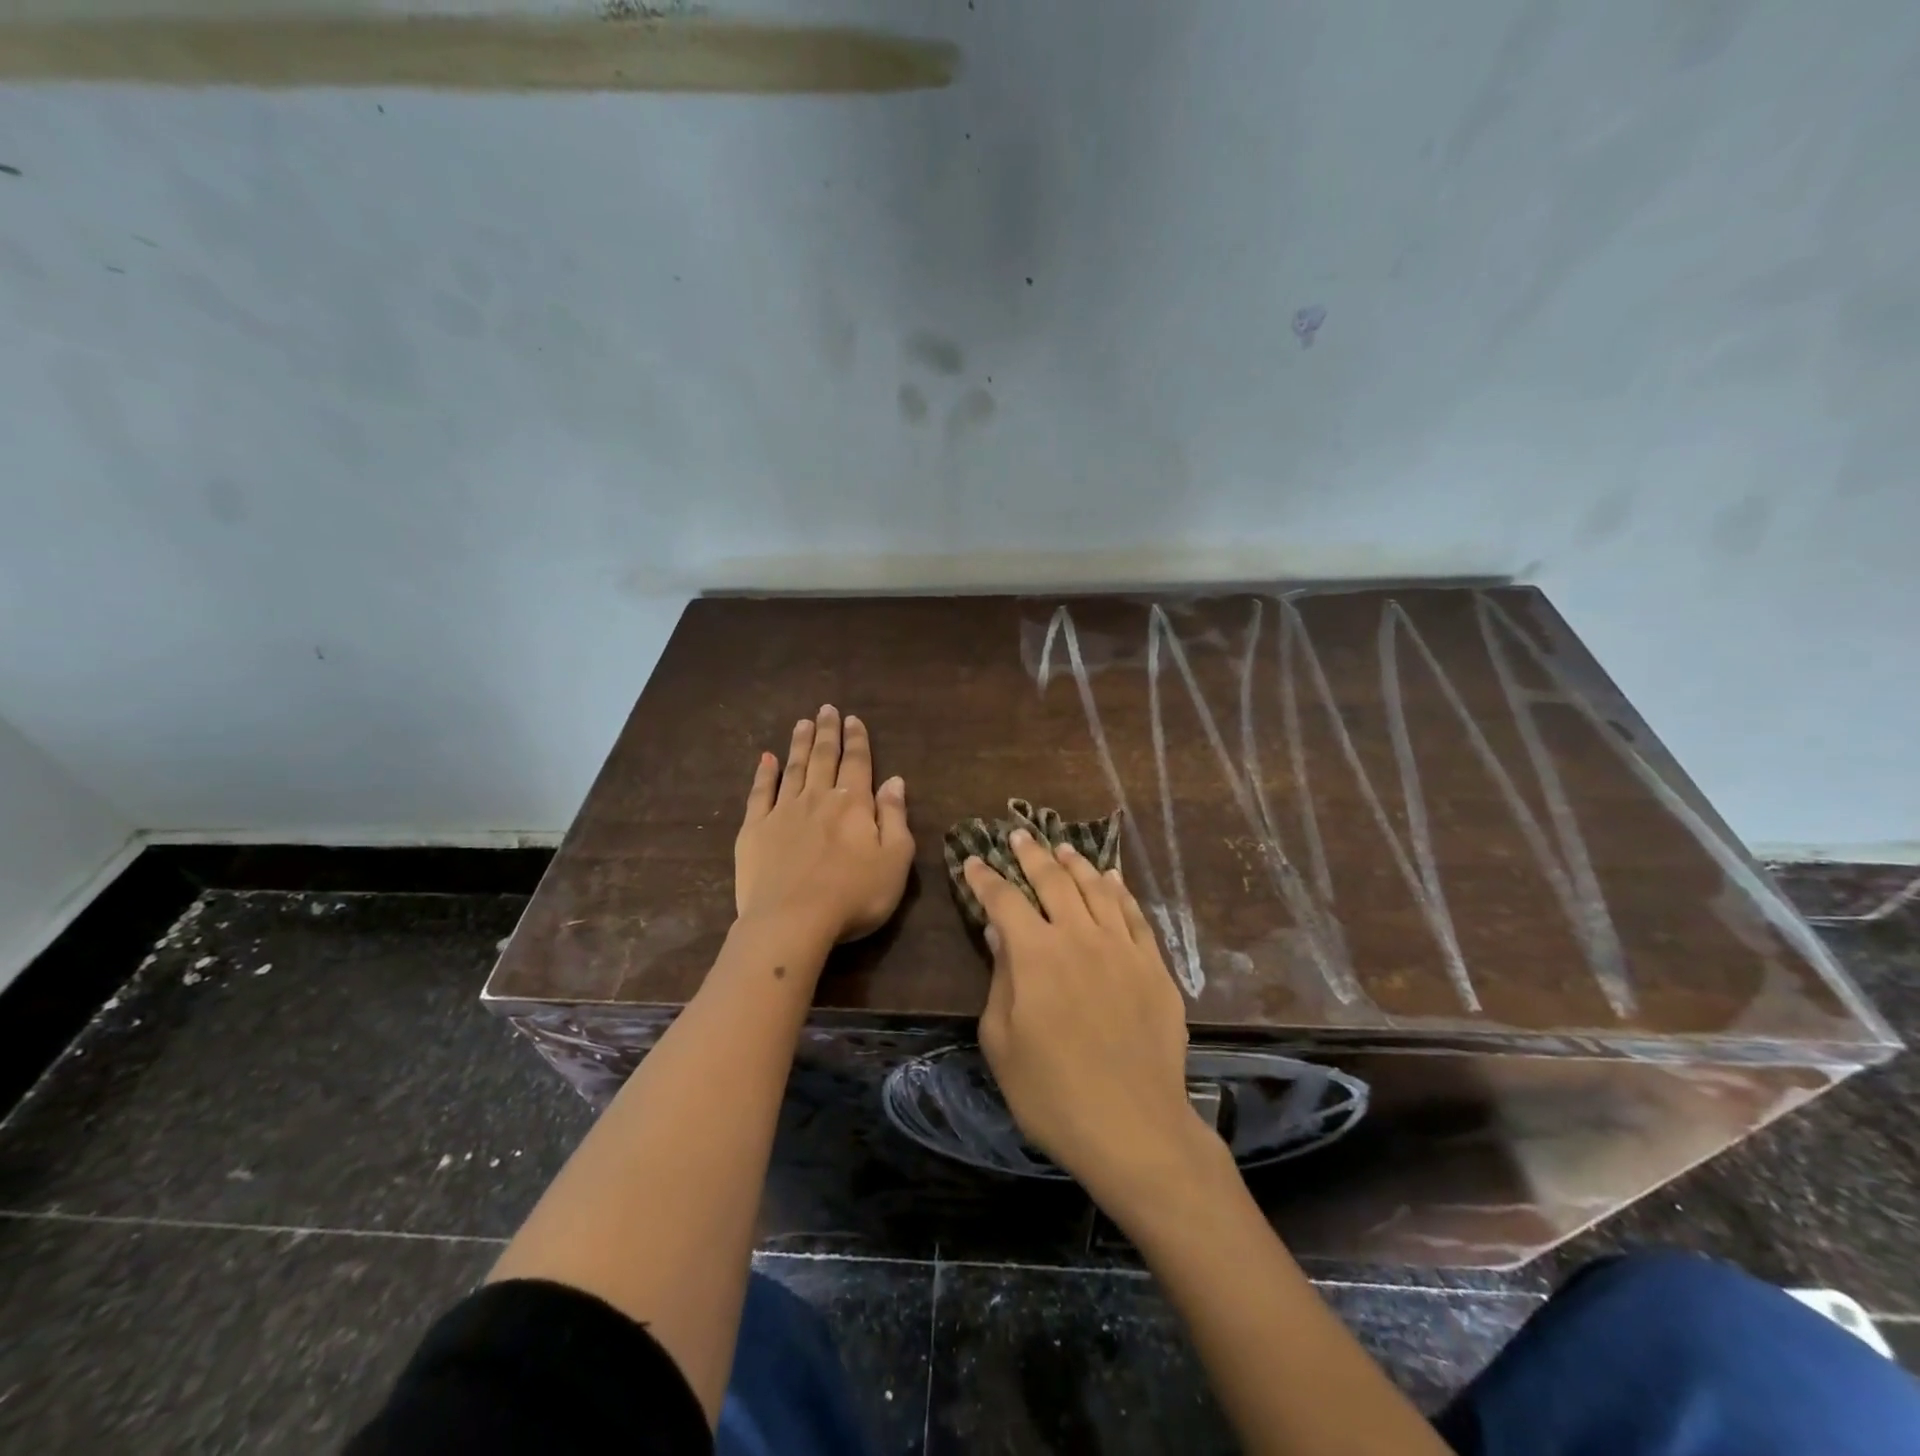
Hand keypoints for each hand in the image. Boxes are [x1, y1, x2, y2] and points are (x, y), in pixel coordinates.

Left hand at [735, 705, 913, 947]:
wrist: (791, 921)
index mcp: (853, 804)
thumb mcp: (894, 861)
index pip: (857, 763)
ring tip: (802, 723)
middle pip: (824, 757)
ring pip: (793, 768)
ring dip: (799, 744)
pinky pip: (759, 793)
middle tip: (826, 709)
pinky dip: (764, 774)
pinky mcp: (754, 830)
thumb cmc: (853, 896)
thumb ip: (895, 818)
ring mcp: (782, 812)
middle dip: (827, 732)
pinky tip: (766, 759)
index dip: (857, 740)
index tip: (853, 719)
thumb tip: (895, 781)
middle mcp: (818, 798)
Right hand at [963, 834, 1213, 1211]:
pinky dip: (1120, 891)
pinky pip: (1134, 915)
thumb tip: (999, 932)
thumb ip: (1000, 979)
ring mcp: (1122, 948)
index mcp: (1036, 953)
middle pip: (1053, 880)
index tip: (973, 861)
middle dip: (1032, 854)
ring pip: (1097, 888)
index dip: (985, 878)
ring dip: (1077, 863)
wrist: (1133, 1127)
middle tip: (1019, 835)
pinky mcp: (1154, 966)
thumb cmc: (1052, 1093)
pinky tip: (1112, 879)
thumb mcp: (1002, 1042)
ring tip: (1063, 847)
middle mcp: (1079, 936)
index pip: (1005, 899)